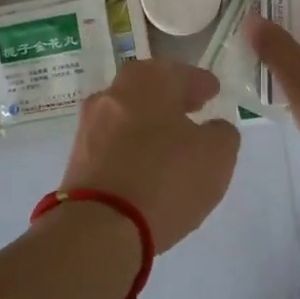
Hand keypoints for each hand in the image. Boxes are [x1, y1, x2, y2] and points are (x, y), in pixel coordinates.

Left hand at [59, 60, 240, 253]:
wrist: (99, 225)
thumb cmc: (165, 179)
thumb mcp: (216, 155)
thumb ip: (221, 134)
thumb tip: (213, 129)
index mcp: (146, 82)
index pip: (179, 73)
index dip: (199, 82)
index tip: (212, 90)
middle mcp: (112, 95)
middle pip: (147, 88)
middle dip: (170, 97)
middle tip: (192, 108)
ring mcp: (89, 126)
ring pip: (127, 115)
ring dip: (149, 123)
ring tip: (171, 140)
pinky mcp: (78, 158)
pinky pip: (113, 143)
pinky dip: (132, 147)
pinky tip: (147, 164)